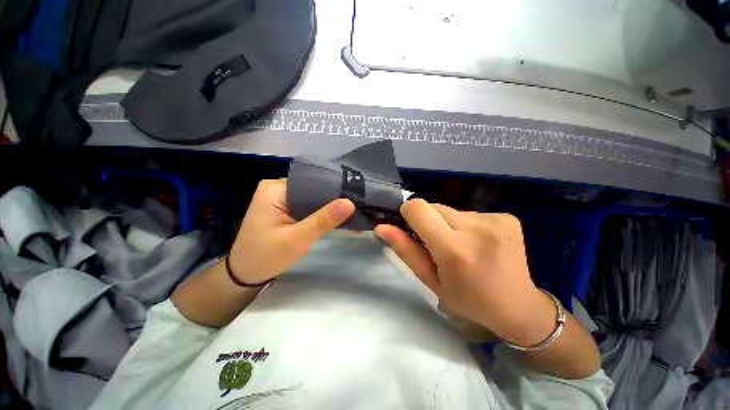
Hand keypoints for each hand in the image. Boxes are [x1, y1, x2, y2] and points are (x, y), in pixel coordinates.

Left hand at [228, 179, 354, 283]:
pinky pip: (308, 206)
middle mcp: (277, 187)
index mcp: (275, 189)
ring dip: (329, 209)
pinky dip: (321, 214)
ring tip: (351, 215)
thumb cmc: (266, 257)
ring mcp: (281, 197)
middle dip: (333, 201)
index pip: (312, 183)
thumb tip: (350, 203)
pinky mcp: (284, 207)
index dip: (334, 191)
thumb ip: (323, 220)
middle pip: (313, 189)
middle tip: (357, 210)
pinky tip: (335, 219)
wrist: (244, 274)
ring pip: (312, 198)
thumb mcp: (297, 239)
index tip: (355, 200)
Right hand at [375, 199, 554, 345]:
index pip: (417, 208)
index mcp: (454, 249)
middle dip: (429, 221)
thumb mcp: (431, 281)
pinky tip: (479, 243)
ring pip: (451, 209)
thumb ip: (405, 251)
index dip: (408, 214)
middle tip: (440, 245)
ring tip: (462, 246)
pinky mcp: (506, 216)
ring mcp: (495, 219)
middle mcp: (476, 228)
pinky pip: (470, 212)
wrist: (520, 307)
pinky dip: (467, 225)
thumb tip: (382, 227)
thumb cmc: (468, 300)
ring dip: (448, 224)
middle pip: (434, 206)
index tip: (412, 228)